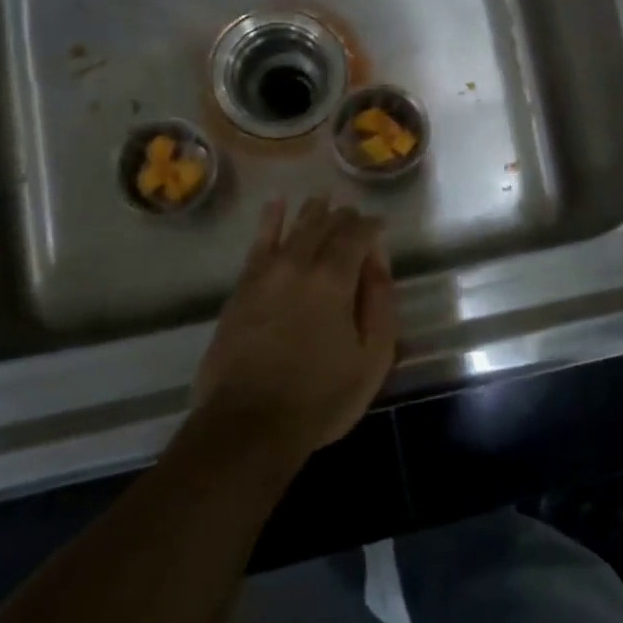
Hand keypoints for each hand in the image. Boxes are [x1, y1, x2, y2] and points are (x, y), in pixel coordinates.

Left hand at [191, 196, 397, 462]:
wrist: (248, 423)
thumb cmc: (321, 397)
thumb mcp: (372, 357)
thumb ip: (380, 302)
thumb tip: (377, 260)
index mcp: (335, 279)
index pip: (356, 235)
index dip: (370, 226)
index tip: (379, 225)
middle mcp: (299, 265)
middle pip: (323, 227)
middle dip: (342, 216)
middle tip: (352, 212)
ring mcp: (265, 275)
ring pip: (292, 229)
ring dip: (310, 212)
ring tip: (320, 198)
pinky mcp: (242, 289)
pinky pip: (258, 244)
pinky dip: (269, 221)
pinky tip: (275, 207)